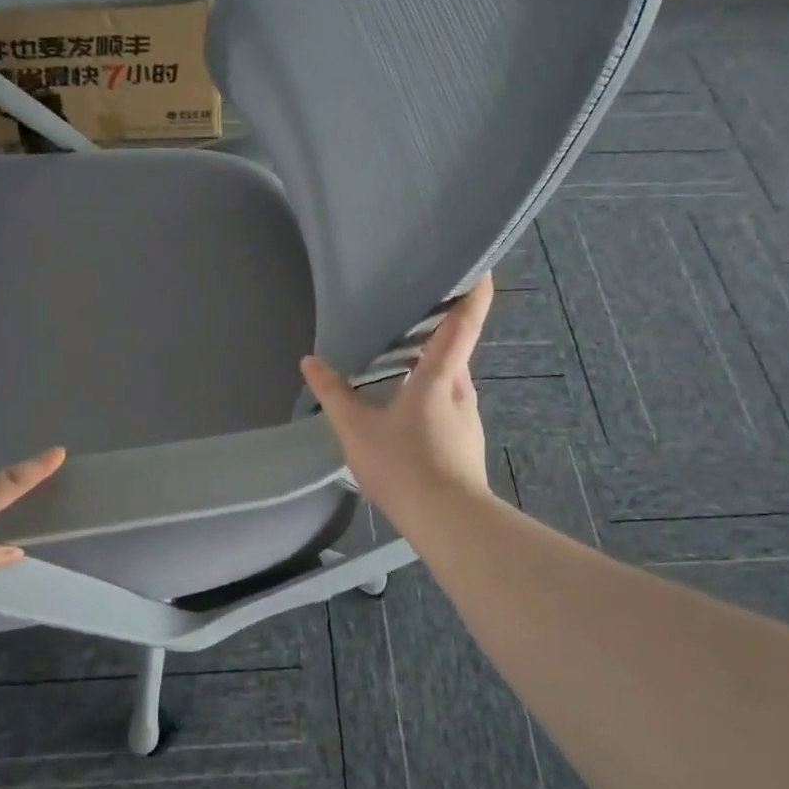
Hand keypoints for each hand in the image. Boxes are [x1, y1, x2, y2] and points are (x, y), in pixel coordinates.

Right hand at [300, 276, 493, 528]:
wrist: (448, 521)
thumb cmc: (404, 465)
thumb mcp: (357, 429)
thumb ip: (333, 393)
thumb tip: (310, 361)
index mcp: (441, 375)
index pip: (464, 322)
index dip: (474, 292)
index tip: (479, 267)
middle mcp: (462, 389)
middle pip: (457, 349)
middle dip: (441, 329)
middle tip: (413, 313)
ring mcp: (468, 418)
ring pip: (452, 379)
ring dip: (434, 365)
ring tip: (403, 361)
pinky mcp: (467, 443)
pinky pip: (450, 404)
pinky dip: (433, 394)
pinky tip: (409, 411)